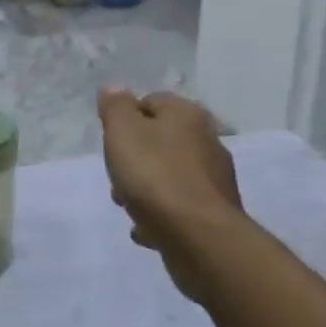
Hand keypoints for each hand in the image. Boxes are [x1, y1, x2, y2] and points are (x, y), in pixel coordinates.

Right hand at [98, 90, 240, 291]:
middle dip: (134, 159)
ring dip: (145, 189)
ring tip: (128, 208)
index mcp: (187, 115)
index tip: (110, 141)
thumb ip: (116, 107)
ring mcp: (215, 179)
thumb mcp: (123, 132)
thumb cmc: (155, 176)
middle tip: (117, 177)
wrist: (199, 237)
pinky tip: (146, 229)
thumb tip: (116, 89)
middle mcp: (207, 141)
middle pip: (159, 141)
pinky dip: (161, 215)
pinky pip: (179, 206)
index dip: (125, 118)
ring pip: (168, 175)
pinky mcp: (215, 213)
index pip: (150, 101)